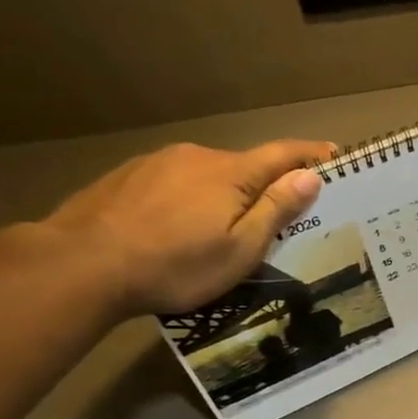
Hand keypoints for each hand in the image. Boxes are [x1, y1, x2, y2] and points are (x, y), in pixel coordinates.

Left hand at [38, 139, 335, 316]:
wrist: (82, 264)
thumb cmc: (176, 264)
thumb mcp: (241, 248)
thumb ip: (277, 208)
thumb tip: (310, 175)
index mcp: (231, 173)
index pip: (283, 154)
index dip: (312, 155)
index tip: (335, 156)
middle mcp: (197, 156)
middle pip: (245, 165)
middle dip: (266, 184)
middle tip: (280, 216)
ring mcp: (157, 163)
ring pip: (207, 174)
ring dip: (224, 194)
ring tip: (223, 229)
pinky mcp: (126, 177)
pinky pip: (174, 182)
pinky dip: (189, 199)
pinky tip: (178, 227)